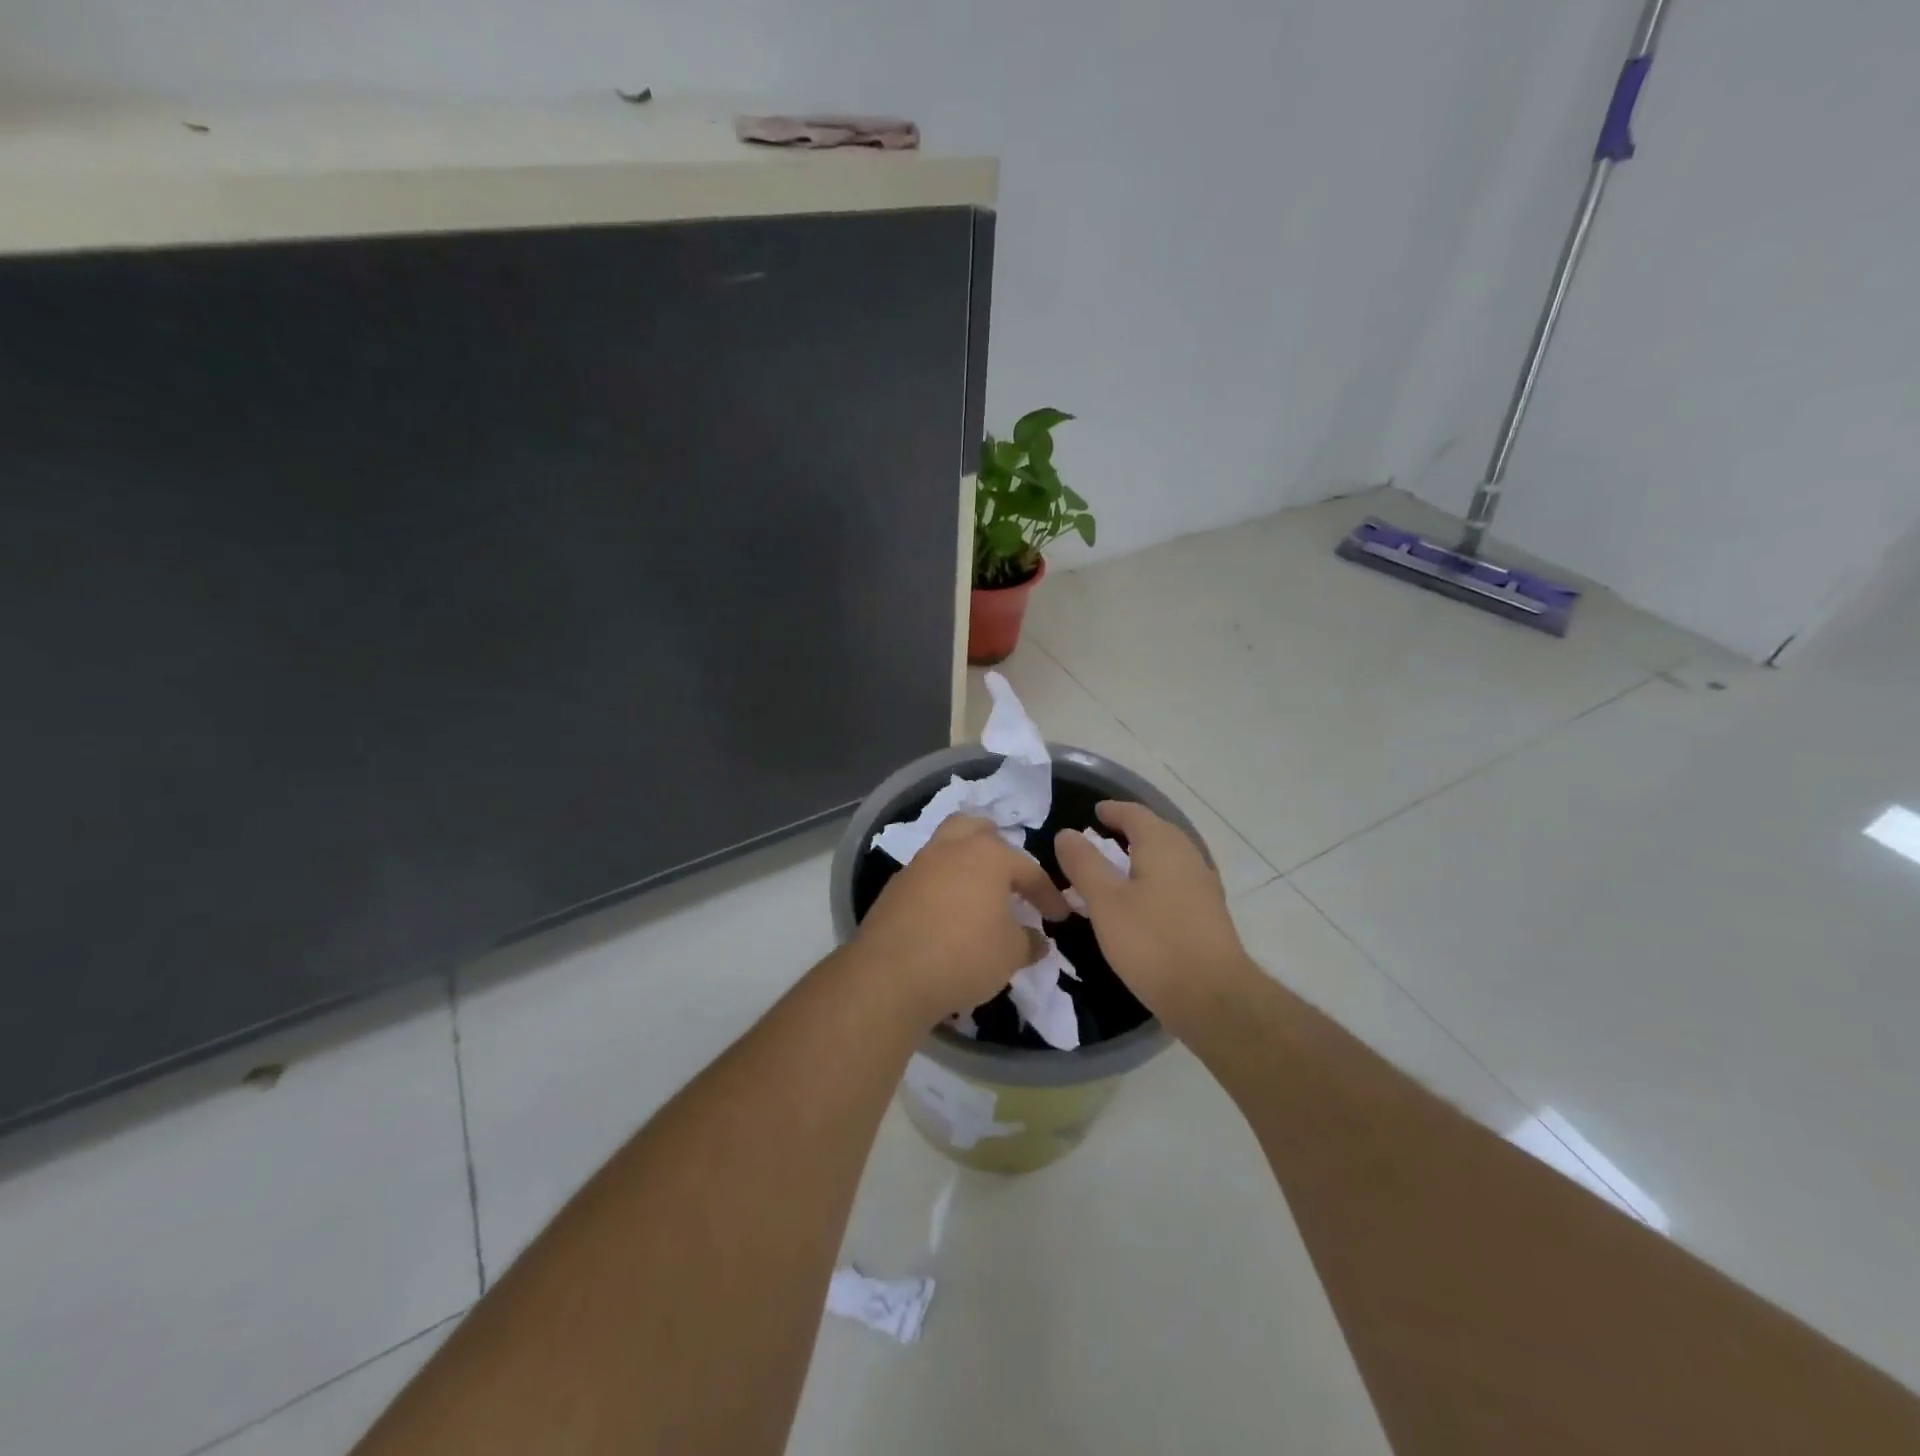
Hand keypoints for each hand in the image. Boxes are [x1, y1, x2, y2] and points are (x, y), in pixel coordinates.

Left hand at [853, 815, 1070, 1026]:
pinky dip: (942, 887)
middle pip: (976, 828)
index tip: (1059, 916)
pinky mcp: (894, 889)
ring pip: (946, 848)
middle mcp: (950, 849)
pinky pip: (926, 877)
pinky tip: (947, 914)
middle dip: (997, 846)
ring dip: (965, 865)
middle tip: (1009, 875)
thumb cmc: (963, 956)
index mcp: (987, 855)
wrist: (890, 976)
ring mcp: (917, 865)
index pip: (1028, 869)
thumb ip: (1028, 941)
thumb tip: (1036, 939)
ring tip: (978, 894)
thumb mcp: (1011, 954)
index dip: (1048, 894)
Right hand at [1054, 801, 1255, 1035]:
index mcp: (1163, 844)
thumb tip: (1067, 833)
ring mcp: (1203, 885)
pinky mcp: (1208, 914)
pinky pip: (1175, 882)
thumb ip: (1084, 864)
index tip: (1094, 813)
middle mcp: (1188, 856)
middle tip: (1099, 839)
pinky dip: (1153, 880)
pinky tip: (1140, 902)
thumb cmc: (1152, 942)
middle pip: (1155, 832)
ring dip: (1141, 857)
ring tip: (1114, 871)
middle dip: (1127, 832)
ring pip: (1166, 859)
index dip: (1112, 811)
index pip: (1134, 813)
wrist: (1212, 997)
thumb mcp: (1105, 901)